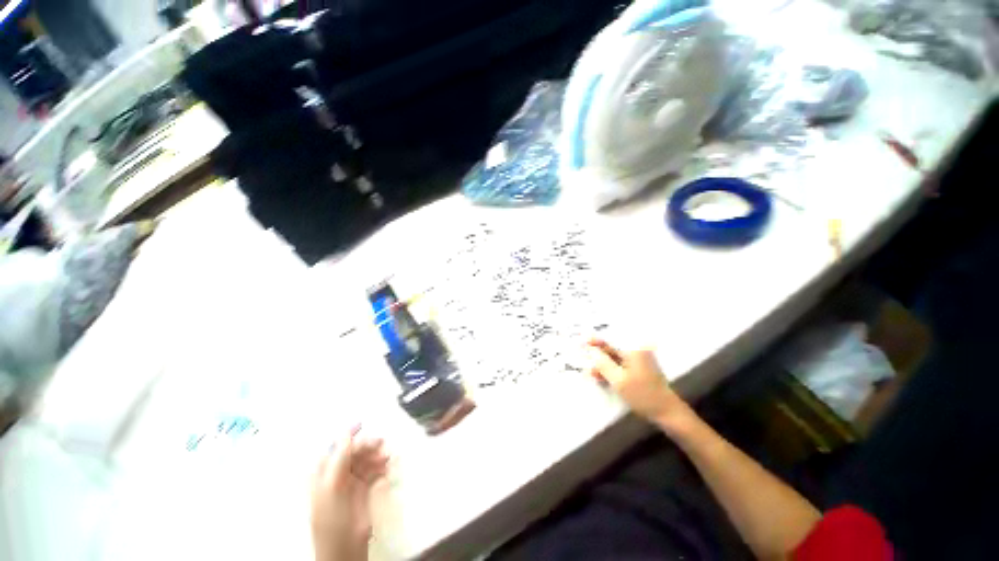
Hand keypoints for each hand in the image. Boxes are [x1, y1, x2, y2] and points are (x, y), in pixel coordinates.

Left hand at [311, 426, 388, 560]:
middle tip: (380, 443)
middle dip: (366, 446)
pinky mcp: (361, 493)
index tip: (362, 423)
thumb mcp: (333, 487)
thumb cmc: (333, 519)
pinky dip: (379, 468)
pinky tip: (386, 469)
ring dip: (375, 457)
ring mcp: (349, 485)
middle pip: (352, 454)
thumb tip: (346, 433)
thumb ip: (339, 459)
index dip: (346, 436)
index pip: (334, 448)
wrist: (344, 550)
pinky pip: (371, 473)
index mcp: (323, 475)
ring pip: (363, 462)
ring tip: (386, 458)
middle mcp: (336, 477)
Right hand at [586, 339, 693, 430]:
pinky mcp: (639, 370)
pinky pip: (620, 366)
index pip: (610, 339)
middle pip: (612, 348)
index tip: (581, 341)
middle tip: (584, 360)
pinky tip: (601, 377)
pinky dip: (611, 370)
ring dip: (603, 365)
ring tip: (591, 373)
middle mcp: (637, 351)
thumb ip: (603, 363)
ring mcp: (639, 361)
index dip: (594, 340)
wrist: (668, 414)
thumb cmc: (643, 395)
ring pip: (615, 358)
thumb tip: (591, 350)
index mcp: (634, 349)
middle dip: (598, 355)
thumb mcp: (619, 380)